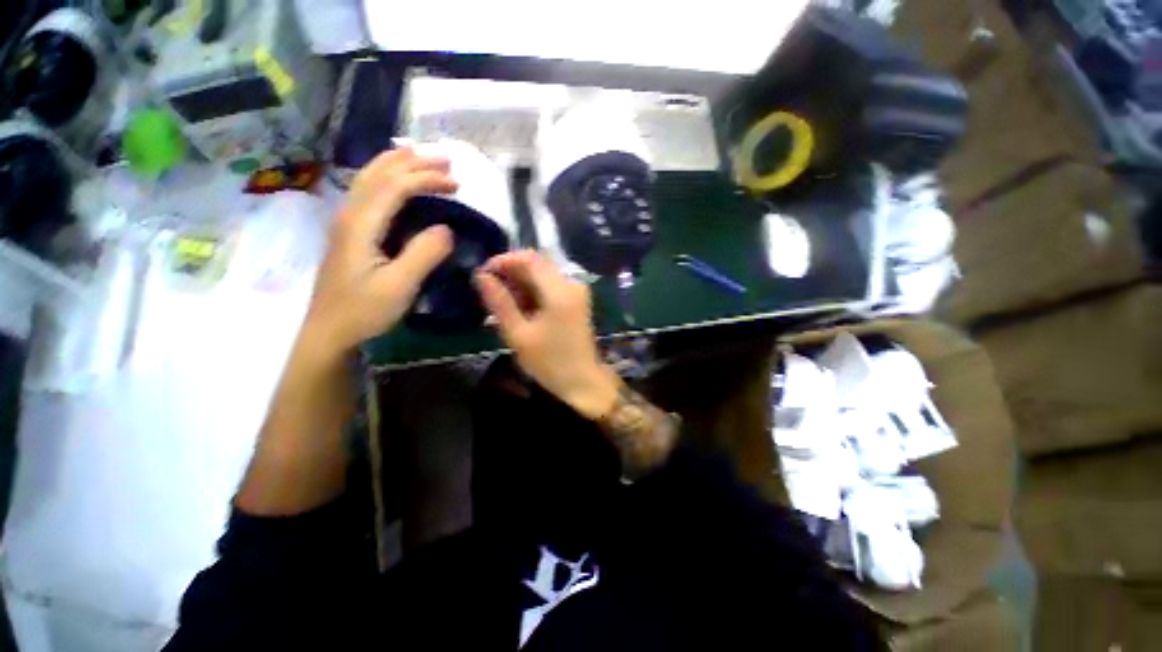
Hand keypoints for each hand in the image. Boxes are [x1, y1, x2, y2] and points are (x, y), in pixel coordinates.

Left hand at [303, 148, 457, 355]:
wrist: (330, 333)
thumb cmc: (364, 311)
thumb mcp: (399, 286)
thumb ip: (423, 254)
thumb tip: (446, 228)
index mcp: (360, 224)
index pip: (395, 186)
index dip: (426, 178)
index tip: (456, 183)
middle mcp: (349, 215)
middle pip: (378, 173)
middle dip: (412, 162)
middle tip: (445, 159)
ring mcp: (347, 223)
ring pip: (369, 179)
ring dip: (397, 165)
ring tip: (423, 159)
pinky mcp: (351, 234)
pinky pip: (370, 193)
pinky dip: (388, 179)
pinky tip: (398, 184)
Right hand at [474, 250, 620, 419]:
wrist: (582, 381)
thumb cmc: (550, 362)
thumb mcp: (519, 334)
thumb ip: (500, 302)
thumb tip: (481, 276)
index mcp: (560, 291)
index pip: (529, 258)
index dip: (503, 260)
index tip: (483, 274)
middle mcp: (571, 283)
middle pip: (537, 264)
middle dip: (510, 272)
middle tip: (488, 290)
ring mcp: (576, 291)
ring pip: (542, 274)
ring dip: (520, 282)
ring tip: (500, 302)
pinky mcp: (576, 299)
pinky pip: (550, 285)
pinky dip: (532, 291)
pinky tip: (519, 307)